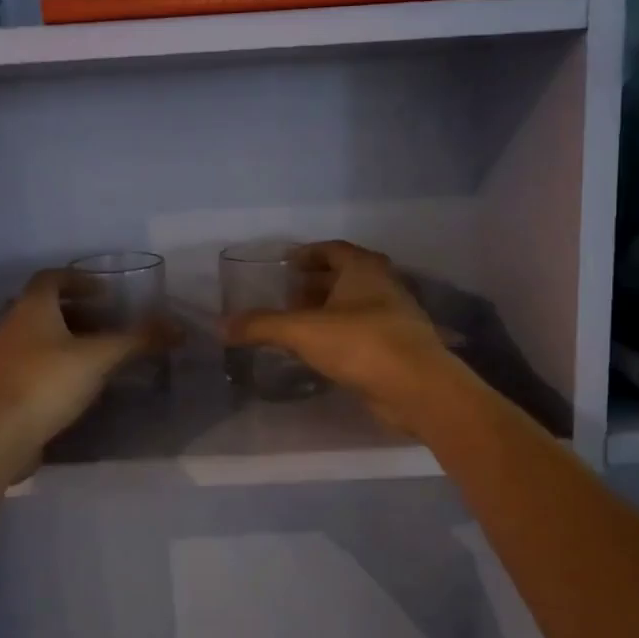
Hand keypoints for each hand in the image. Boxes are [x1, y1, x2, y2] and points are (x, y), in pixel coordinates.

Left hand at [0, 269, 171, 456]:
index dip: (79, 280)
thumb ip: (137, 340)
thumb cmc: (48, 383)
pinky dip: (52, 363)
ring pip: (34, 335)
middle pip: (42, 306)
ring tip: (94, 354)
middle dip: (74, 311)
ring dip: (63, 338)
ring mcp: (1, 356)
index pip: (51, 277)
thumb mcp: (100, 358)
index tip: (105, 293)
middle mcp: (10, 324)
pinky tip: (74, 384)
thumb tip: (178, 328)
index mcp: (31, 307)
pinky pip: (29, 362)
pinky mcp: (0, 385)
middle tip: (103, 323)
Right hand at [220, 241, 453, 432]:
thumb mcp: (302, 331)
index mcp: (364, 269)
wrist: (417, 388)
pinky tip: (320, 352)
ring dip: (328, 311)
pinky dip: (341, 335)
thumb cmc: (360, 344)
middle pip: (345, 276)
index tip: (287, 264)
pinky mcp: (398, 347)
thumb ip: (261, 326)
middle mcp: (383, 285)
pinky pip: (362, 332)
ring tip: (298, 326)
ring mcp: (395, 317)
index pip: (333, 249)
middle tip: (286, 298)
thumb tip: (220, 326)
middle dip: (315, 285)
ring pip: (355, 306)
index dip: (309, 253)